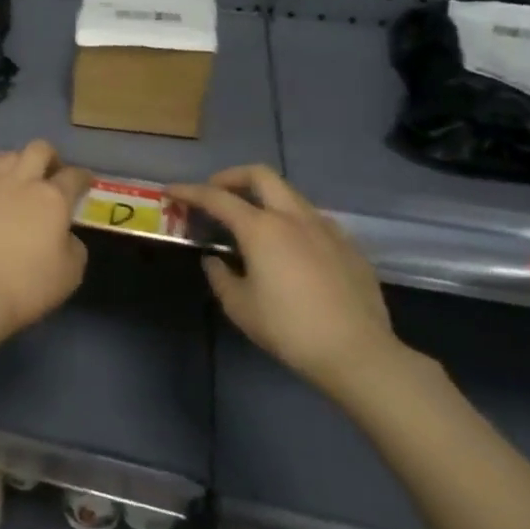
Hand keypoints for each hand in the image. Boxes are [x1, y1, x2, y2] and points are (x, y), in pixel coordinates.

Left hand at [0, 141, 91, 334]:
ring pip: (9, 155)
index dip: (83, 177)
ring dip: (20, 161)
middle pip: (40, 150)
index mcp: (54, 199)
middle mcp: (23, 181)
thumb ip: (73, 244)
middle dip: (51, 158)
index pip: (74, 176)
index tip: (84, 183)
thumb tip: (63, 233)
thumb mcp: (71, 272)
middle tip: (52, 174)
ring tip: (20, 176)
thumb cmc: (29, 286)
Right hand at [168, 166, 406, 400]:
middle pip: (260, 175)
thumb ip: (220, 275)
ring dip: (263, 197)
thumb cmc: (289, 328)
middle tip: (214, 193)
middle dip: (231, 177)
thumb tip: (215, 259)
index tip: (171, 191)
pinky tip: (288, 248)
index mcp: (262, 228)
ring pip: (289, 194)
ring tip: (250, 222)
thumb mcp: (239, 306)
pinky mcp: (348, 246)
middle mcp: (294, 217)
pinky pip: (312, 219)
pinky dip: (290, 220)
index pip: (216, 197)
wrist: (358, 353)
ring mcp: (326, 228)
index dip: (189, 191)